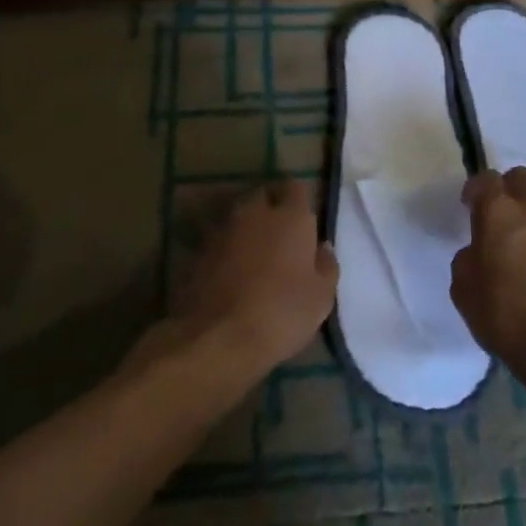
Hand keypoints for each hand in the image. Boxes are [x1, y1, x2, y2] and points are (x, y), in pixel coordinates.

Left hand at [169, 181, 338, 377]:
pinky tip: (231, 273)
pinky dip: (226, 250)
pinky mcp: (199, 252)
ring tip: (255, 255)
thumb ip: (326, 265)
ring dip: (247, 229)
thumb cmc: (282, 313)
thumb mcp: (321, 297)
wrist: (220, 337)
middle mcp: (255, 213)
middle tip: (280, 236)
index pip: (295, 187)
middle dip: (271, 209)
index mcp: (290, 216)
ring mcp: (223, 230)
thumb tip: (322, 247)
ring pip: (238, 217)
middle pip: (263, 197)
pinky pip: (219, 241)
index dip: (299, 200)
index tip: (303, 218)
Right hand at [450, 167, 525, 378]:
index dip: (476, 189)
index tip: (468, 206)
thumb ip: (467, 261)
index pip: (487, 179)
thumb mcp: (464, 291)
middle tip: (495, 216)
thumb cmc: (507, 316)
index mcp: (500, 212)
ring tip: (518, 249)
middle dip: (507, 189)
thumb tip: (478, 253)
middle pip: (522, 178)